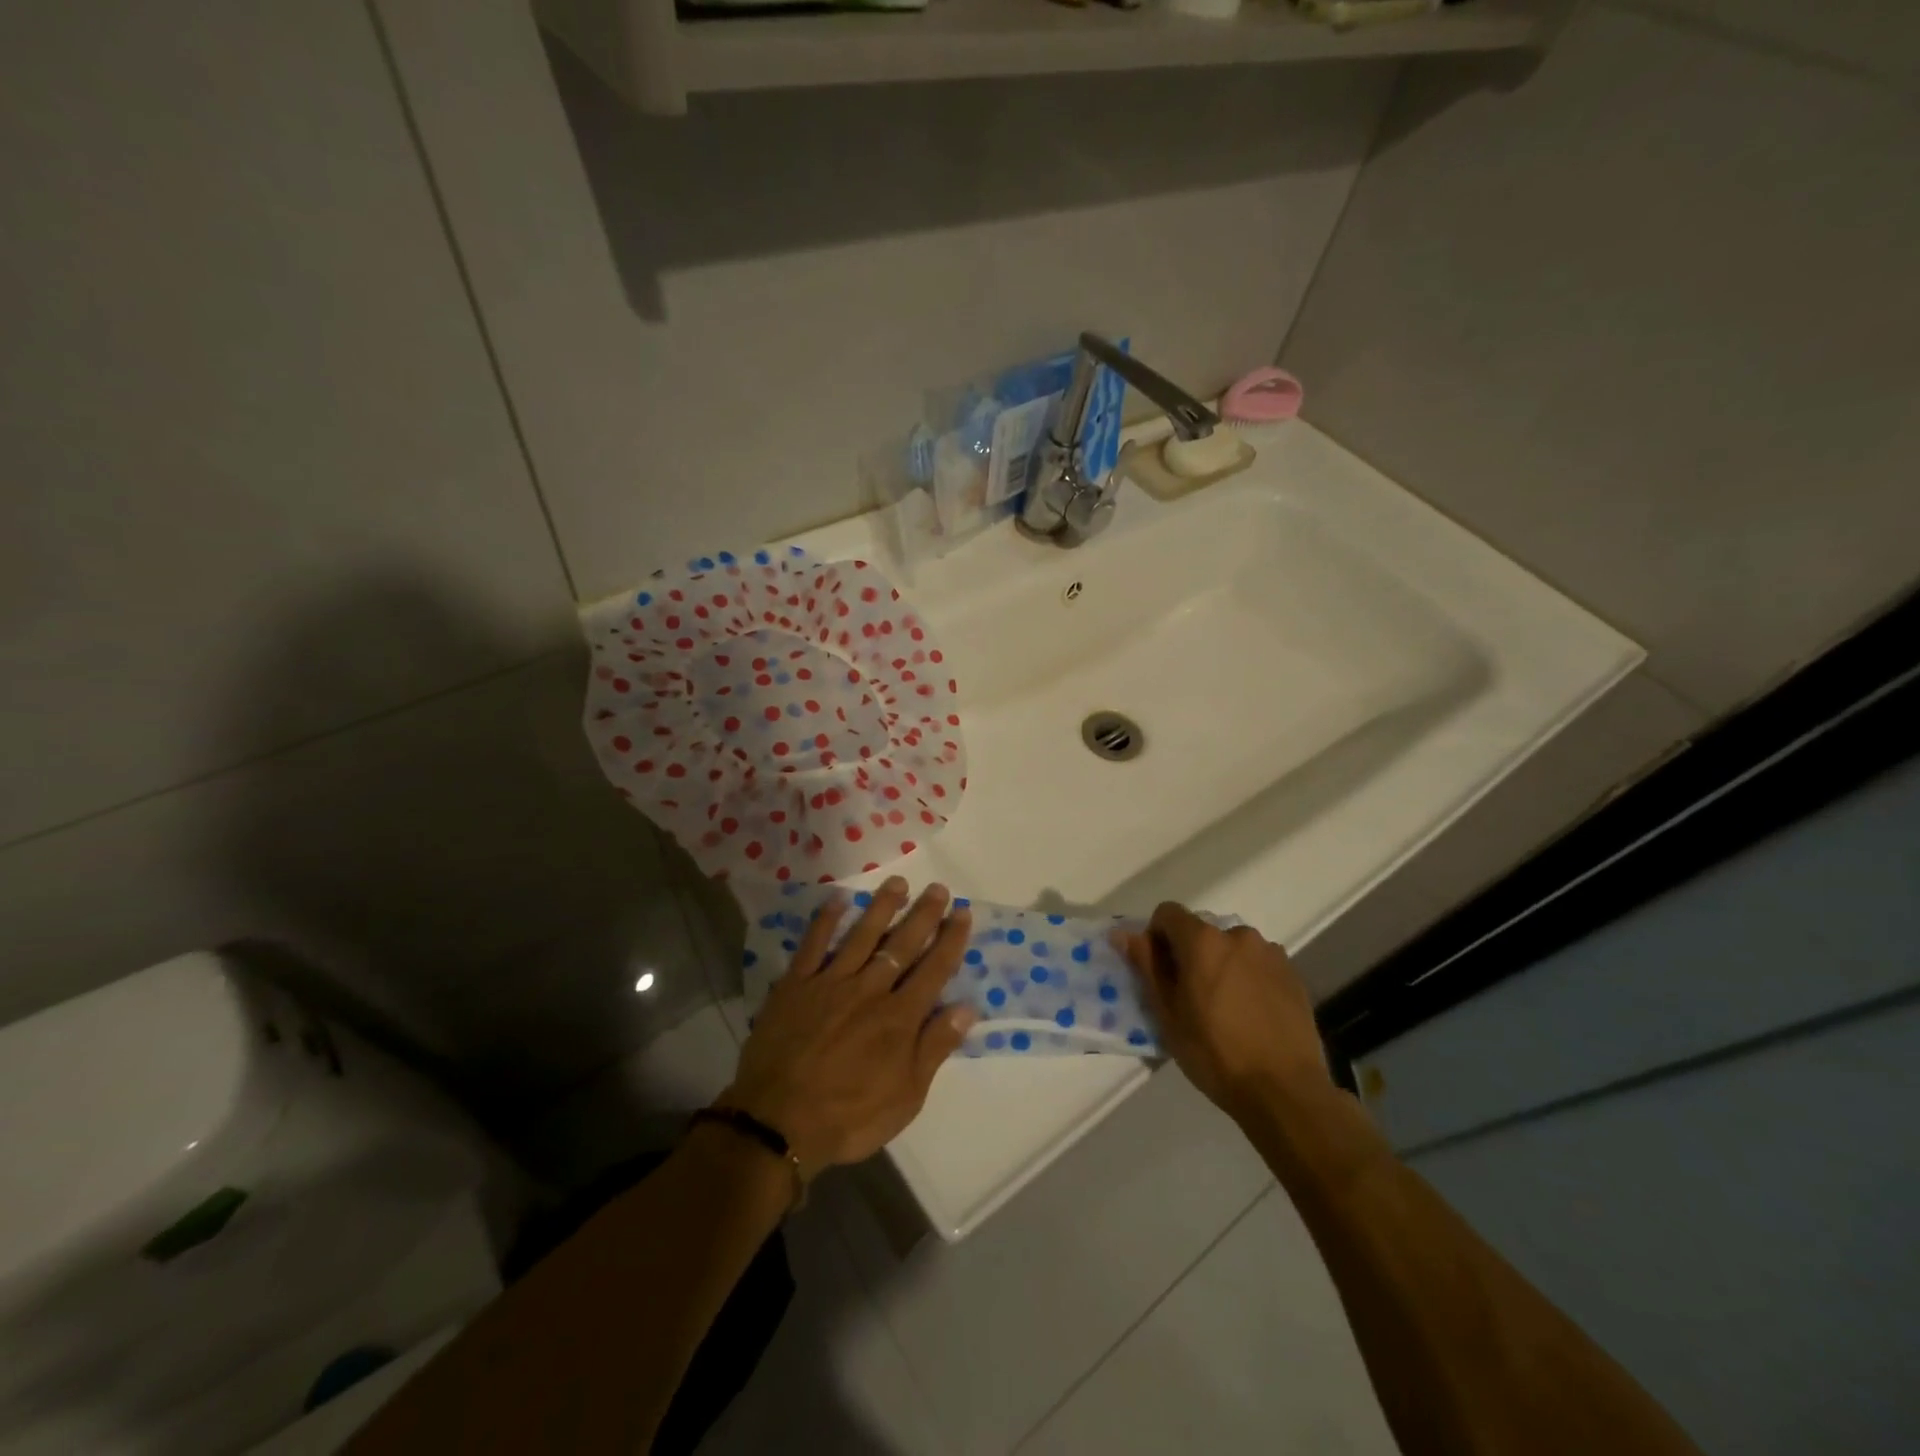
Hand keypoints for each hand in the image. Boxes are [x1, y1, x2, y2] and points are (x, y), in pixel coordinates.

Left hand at [720, 878, 975, 1177]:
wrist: (778, 1123)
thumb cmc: (850, 1116)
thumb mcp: (906, 1096)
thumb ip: (935, 1047)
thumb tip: (968, 1007)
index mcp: (899, 1018)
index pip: (933, 969)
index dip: (950, 939)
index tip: (963, 912)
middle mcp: (870, 990)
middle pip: (902, 945)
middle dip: (923, 915)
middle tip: (938, 888)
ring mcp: (830, 983)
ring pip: (862, 936)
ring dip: (882, 907)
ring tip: (898, 883)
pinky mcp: (796, 985)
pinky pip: (813, 945)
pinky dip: (826, 920)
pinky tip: (838, 899)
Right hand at [1116, 903, 1328, 1120]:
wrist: (1285, 1091)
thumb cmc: (1215, 1053)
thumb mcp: (1168, 1014)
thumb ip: (1147, 966)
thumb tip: (1123, 934)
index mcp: (1203, 940)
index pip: (1167, 913)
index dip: (1157, 937)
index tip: (1160, 972)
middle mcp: (1238, 935)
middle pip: (1201, 931)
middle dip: (1190, 954)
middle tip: (1190, 997)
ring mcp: (1270, 953)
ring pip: (1231, 948)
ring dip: (1221, 965)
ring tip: (1225, 1009)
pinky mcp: (1293, 974)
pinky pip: (1258, 964)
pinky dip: (1248, 978)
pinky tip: (1252, 1014)